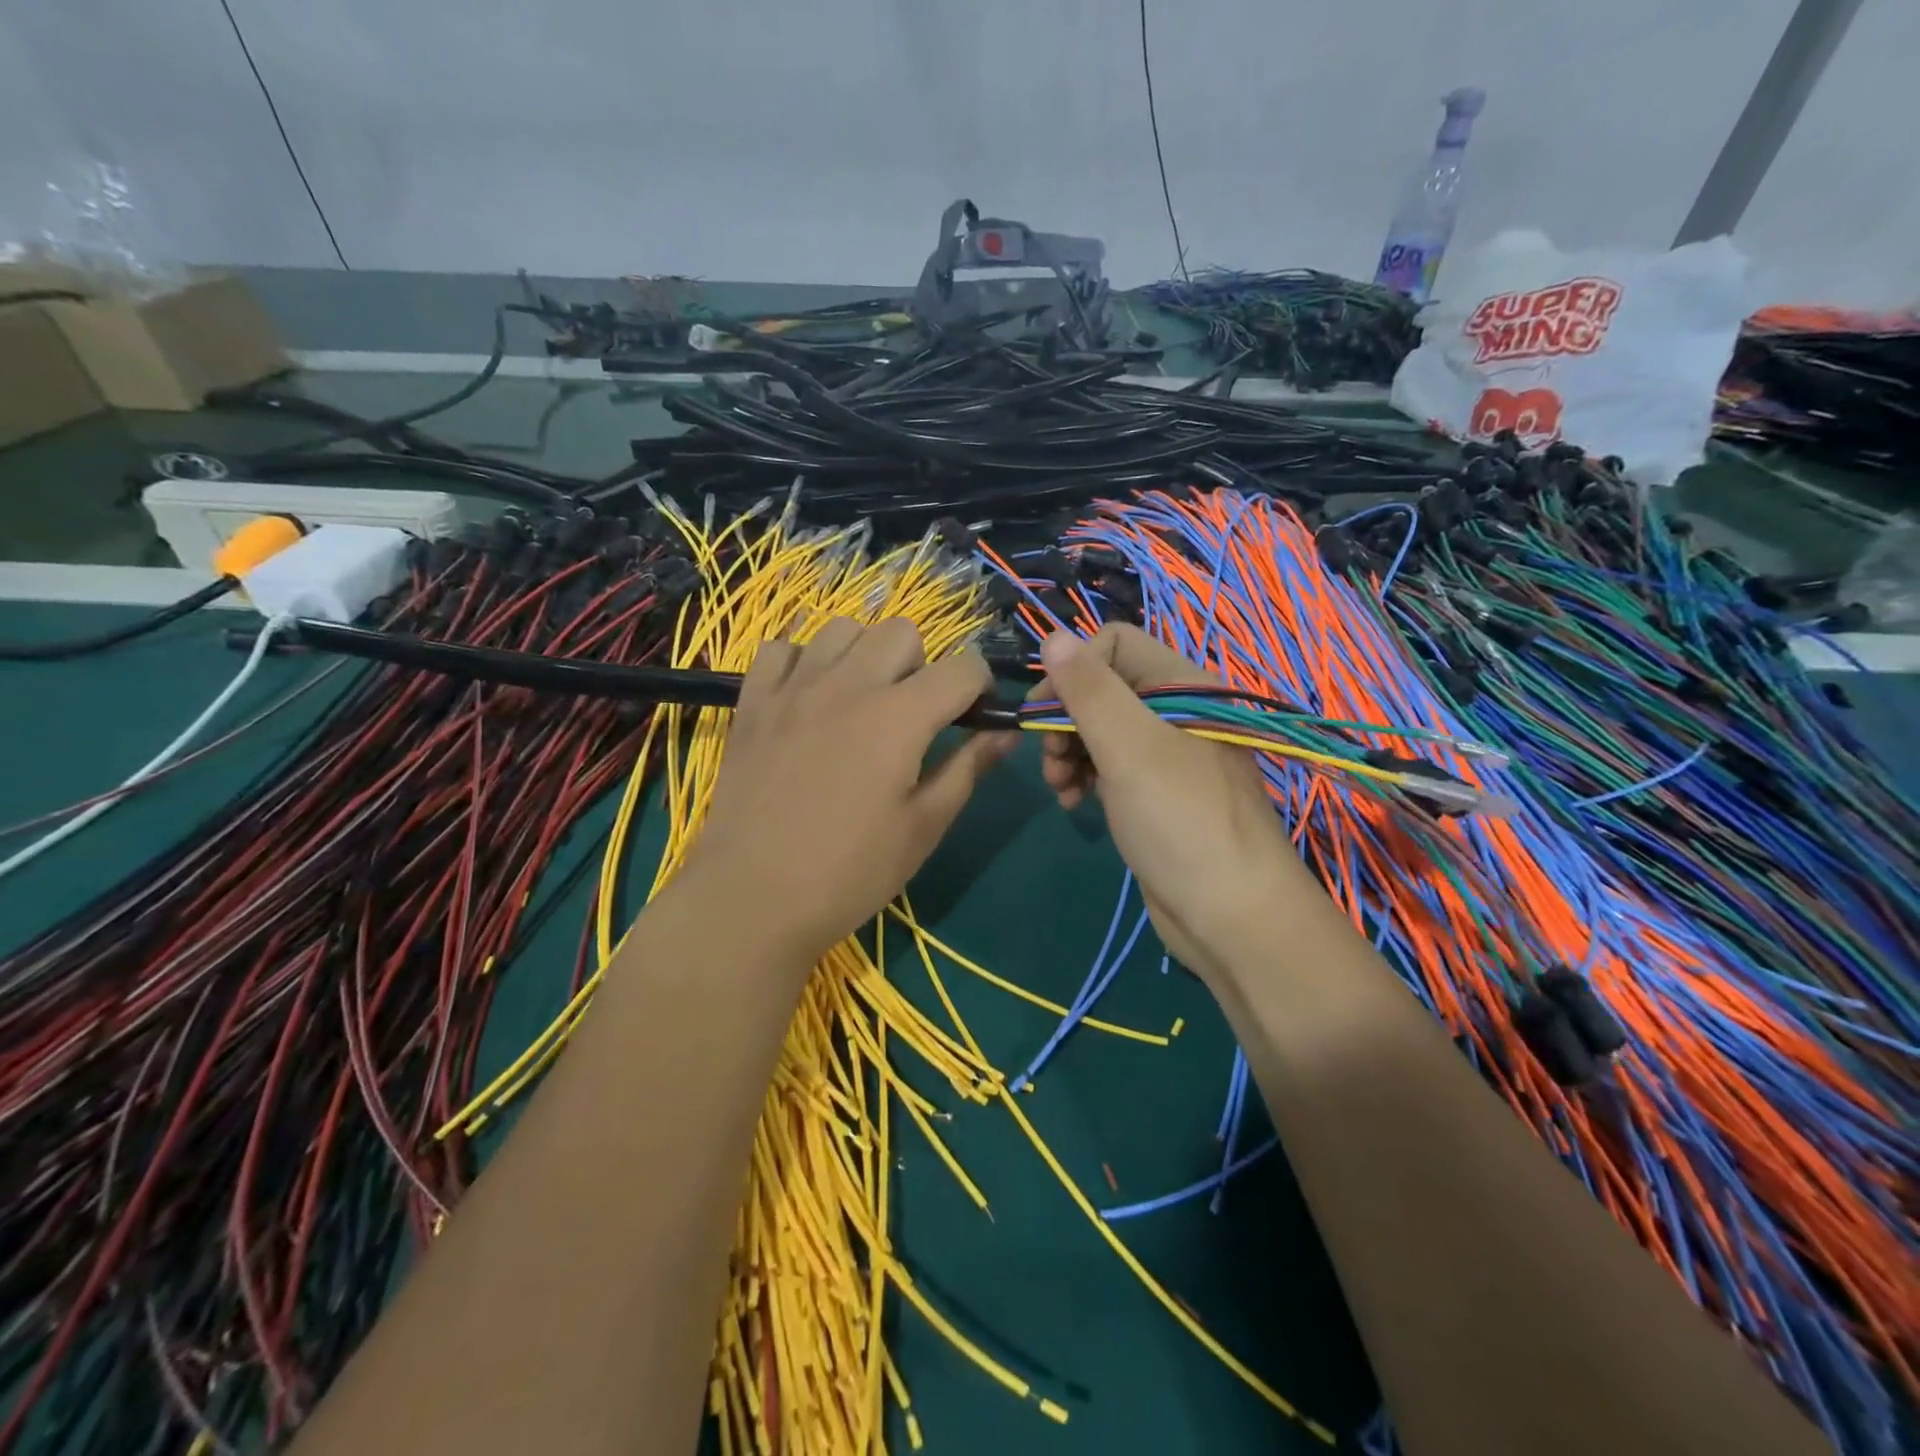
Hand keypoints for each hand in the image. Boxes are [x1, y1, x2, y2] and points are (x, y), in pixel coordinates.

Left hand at [677, 617, 1014, 967]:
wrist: (751, 898)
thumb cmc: (850, 872)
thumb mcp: (923, 828)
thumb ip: (968, 769)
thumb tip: (1005, 732)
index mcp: (899, 717)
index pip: (962, 668)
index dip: (980, 687)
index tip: (973, 716)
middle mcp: (848, 684)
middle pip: (903, 632)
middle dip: (922, 664)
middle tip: (913, 715)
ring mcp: (794, 687)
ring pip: (843, 628)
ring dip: (865, 655)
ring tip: (860, 702)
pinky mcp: (752, 701)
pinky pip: (783, 648)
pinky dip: (803, 662)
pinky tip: (808, 699)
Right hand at [1031, 625, 1300, 984]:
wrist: (1230, 916)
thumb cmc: (1180, 821)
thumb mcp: (1129, 748)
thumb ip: (1089, 690)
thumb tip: (1052, 636)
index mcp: (1181, 685)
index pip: (1113, 643)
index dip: (1074, 670)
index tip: (1046, 712)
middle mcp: (1175, 712)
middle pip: (1102, 688)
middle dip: (1066, 718)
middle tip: (1050, 759)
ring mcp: (1166, 755)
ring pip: (1100, 729)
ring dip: (1069, 751)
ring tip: (1060, 787)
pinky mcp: (1155, 793)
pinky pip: (1110, 766)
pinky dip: (1085, 777)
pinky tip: (1072, 802)